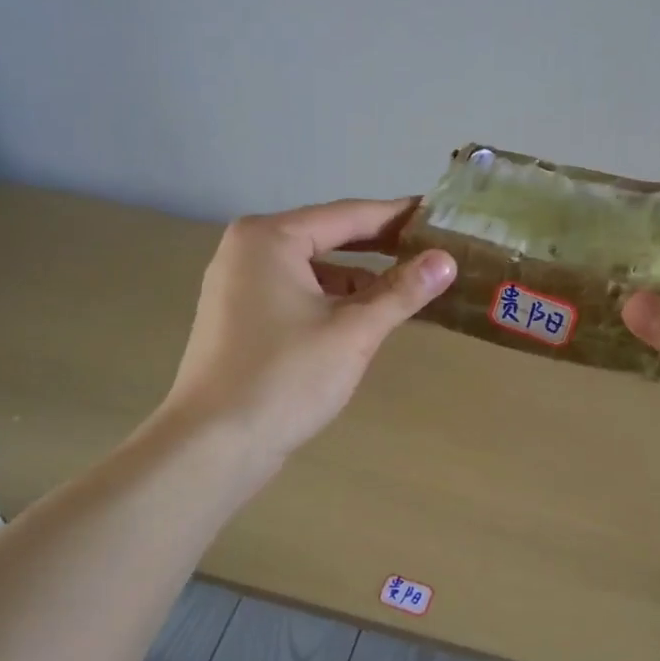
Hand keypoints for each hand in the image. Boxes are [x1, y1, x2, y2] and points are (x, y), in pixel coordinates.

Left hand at [160, 198, 455, 459]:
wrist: (212, 446)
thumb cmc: (285, 379)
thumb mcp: (353, 332)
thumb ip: (402, 292)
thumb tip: (447, 260)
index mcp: (270, 238)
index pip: (349, 215)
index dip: (398, 216)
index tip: (439, 214)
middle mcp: (249, 249)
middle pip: (329, 237)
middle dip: (381, 246)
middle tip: (433, 248)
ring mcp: (239, 284)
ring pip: (315, 269)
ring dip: (359, 279)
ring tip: (409, 289)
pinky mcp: (241, 316)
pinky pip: (298, 292)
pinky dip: (333, 300)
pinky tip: (366, 318)